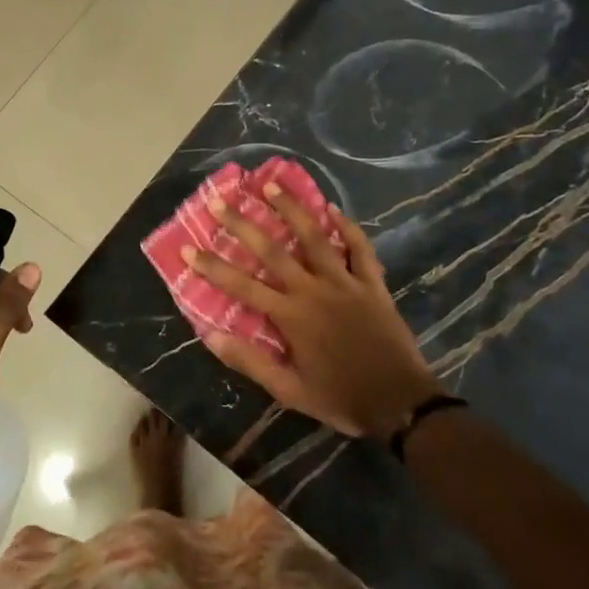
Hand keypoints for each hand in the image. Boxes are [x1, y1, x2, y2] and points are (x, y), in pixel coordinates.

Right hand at [185, 185, 439, 438]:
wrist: (400, 403)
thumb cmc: (341, 398)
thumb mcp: (289, 391)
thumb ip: (251, 361)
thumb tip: (211, 336)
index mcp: (291, 316)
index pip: (242, 286)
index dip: (213, 267)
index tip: (188, 248)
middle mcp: (314, 290)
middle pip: (273, 250)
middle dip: (243, 224)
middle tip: (221, 200)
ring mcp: (345, 282)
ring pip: (315, 237)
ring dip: (291, 209)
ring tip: (271, 185)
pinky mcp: (372, 283)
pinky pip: (360, 248)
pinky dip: (348, 227)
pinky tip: (333, 209)